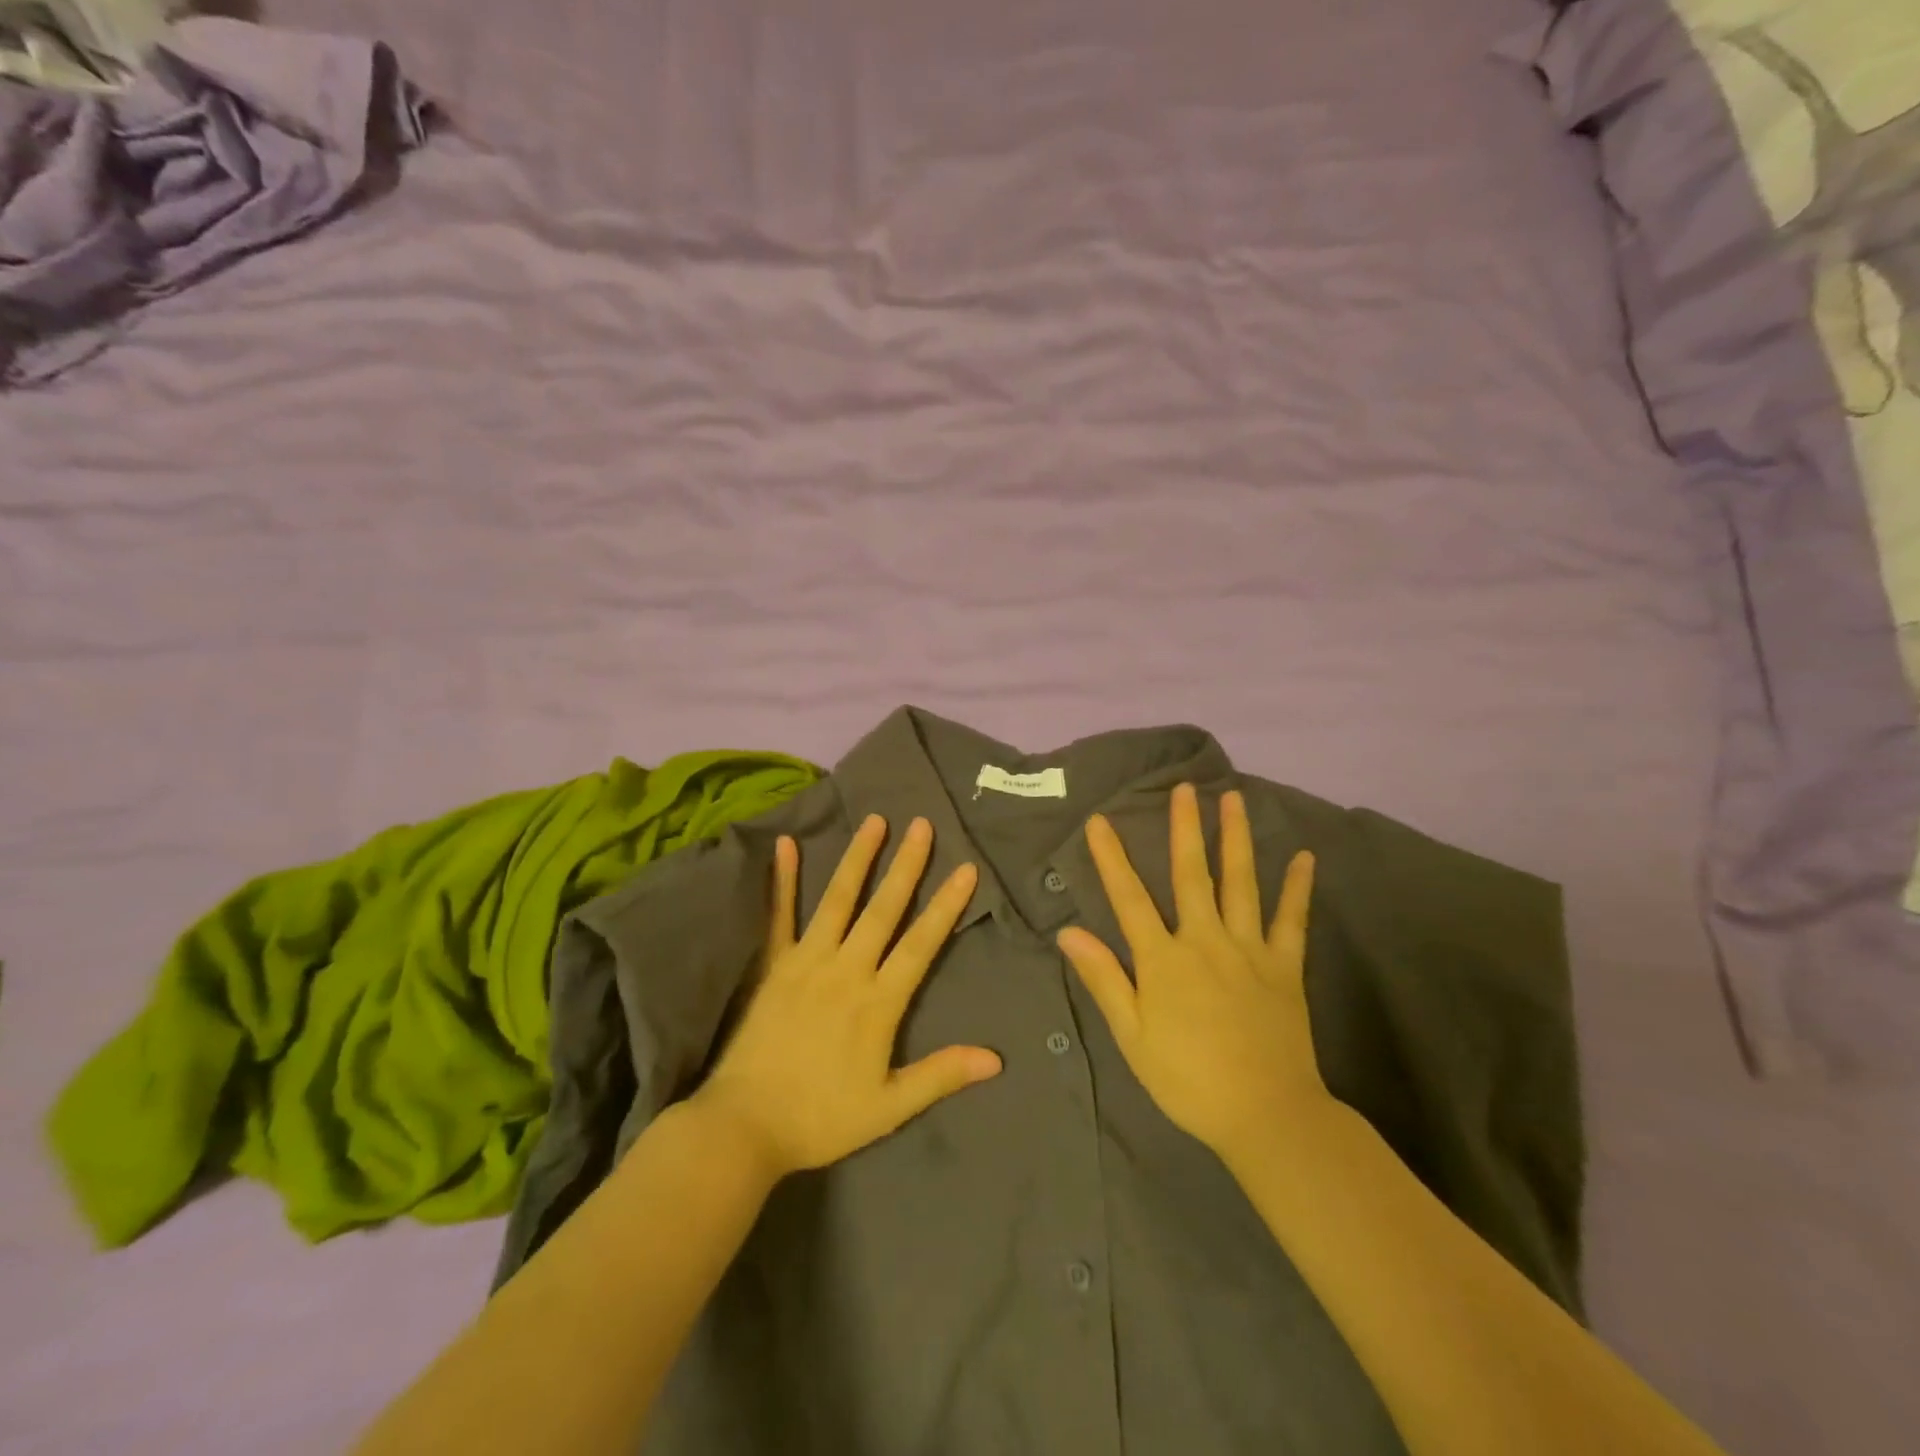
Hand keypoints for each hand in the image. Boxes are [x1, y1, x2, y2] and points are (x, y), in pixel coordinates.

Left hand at [690, 814, 1002, 1180]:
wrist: (744, 1126)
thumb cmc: (821, 1118)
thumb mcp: (889, 1107)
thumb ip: (941, 1075)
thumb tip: (996, 1059)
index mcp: (877, 1002)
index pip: (920, 945)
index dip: (945, 906)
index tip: (965, 869)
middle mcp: (846, 970)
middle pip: (883, 910)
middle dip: (906, 866)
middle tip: (922, 825)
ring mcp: (806, 961)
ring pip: (838, 901)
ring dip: (858, 859)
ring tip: (874, 821)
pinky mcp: (773, 965)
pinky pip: (778, 916)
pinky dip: (783, 880)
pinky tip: (785, 845)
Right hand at [1056, 783, 1325, 1163]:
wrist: (1265, 1114)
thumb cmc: (1188, 1079)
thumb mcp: (1132, 1035)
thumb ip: (1104, 978)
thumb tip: (1069, 932)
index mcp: (1163, 960)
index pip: (1129, 898)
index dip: (1112, 858)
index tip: (1099, 821)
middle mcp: (1204, 941)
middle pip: (1191, 875)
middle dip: (1185, 829)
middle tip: (1184, 787)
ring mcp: (1249, 950)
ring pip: (1241, 884)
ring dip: (1236, 839)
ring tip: (1233, 800)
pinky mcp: (1284, 967)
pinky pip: (1292, 921)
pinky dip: (1297, 888)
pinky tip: (1304, 857)